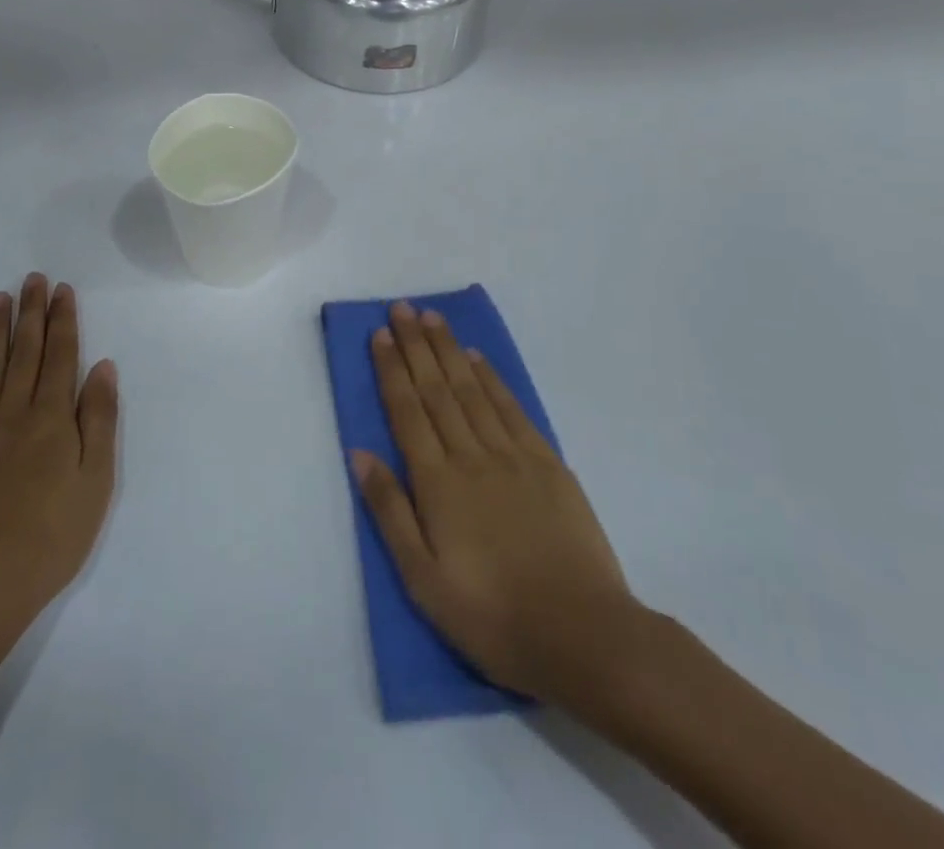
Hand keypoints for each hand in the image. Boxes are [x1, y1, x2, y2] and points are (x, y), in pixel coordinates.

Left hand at [0, 274, 118, 646]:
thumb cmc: (49, 540)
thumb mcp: (95, 484)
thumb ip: (99, 421)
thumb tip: (102, 367)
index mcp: (51, 420)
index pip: (60, 357)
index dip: (62, 321)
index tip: (61, 290)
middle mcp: (12, 413)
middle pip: (25, 353)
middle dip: (31, 312)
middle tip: (32, 279)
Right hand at [352, 302, 639, 704]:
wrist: (583, 634)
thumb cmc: (492, 615)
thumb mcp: (423, 580)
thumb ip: (389, 511)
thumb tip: (360, 453)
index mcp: (437, 483)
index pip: (407, 411)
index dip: (391, 369)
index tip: (380, 334)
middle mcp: (471, 455)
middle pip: (437, 389)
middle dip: (416, 345)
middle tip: (402, 308)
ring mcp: (512, 455)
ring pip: (472, 389)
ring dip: (449, 350)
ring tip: (432, 318)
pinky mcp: (547, 463)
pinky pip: (512, 408)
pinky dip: (491, 379)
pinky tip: (477, 359)